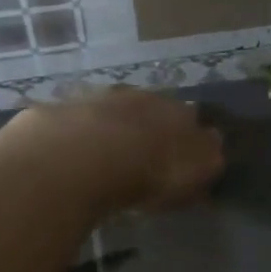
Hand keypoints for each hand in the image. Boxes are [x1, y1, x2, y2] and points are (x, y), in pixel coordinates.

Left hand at [4, 87, 223, 211]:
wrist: (80, 157)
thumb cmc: (147, 172)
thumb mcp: (192, 174)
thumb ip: (207, 158)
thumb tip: (215, 142)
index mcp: (176, 112)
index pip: (189, 118)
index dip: (186, 136)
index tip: (181, 155)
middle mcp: (138, 97)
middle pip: (148, 109)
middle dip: (147, 127)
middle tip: (142, 155)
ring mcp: (94, 99)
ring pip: (108, 111)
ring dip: (109, 128)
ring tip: (104, 157)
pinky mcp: (56, 111)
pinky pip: (71, 124)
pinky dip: (74, 137)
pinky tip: (69, 157)